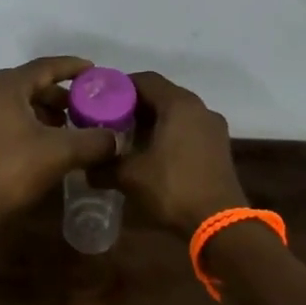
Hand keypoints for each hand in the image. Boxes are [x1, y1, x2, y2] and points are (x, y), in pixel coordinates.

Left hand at [0, 56, 119, 226]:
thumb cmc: (11, 171)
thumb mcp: (60, 153)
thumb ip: (94, 141)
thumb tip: (117, 139)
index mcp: (4, 87)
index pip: (44, 66)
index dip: (71, 67)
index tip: (93, 71)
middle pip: (28, 83)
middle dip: (58, 93)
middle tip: (83, 105)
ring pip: (15, 102)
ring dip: (41, 110)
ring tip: (66, 126)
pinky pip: (3, 118)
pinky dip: (25, 123)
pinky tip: (41, 143)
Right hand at [112, 71, 247, 237]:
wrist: (219, 223)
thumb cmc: (173, 189)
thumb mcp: (130, 176)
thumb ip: (104, 165)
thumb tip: (86, 168)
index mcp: (179, 105)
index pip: (145, 80)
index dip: (119, 87)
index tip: (99, 101)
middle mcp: (199, 108)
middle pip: (162, 95)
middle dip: (134, 105)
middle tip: (108, 120)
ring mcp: (213, 128)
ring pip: (176, 113)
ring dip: (151, 121)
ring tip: (126, 138)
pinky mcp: (218, 147)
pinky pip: (187, 129)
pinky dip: (168, 133)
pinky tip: (150, 153)